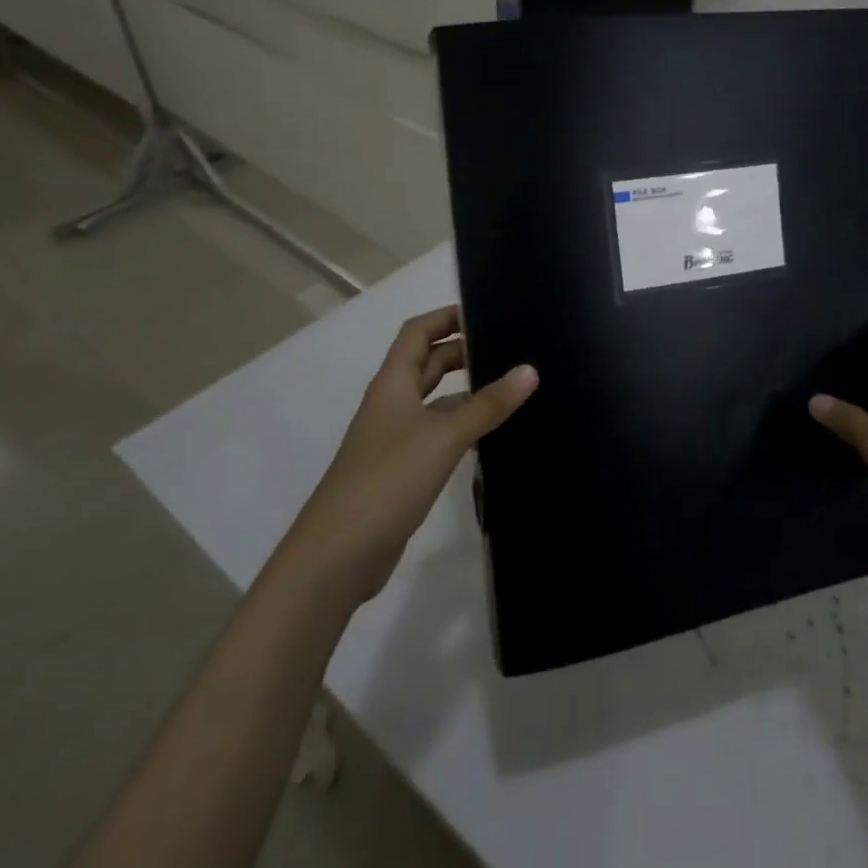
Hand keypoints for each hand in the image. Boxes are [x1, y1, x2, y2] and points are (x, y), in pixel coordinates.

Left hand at [289, 305, 536, 605]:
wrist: (338, 555)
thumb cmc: (387, 479)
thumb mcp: (444, 436)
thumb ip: (488, 405)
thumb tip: (530, 370)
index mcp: (392, 385)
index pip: (417, 333)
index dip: (447, 317)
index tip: (486, 312)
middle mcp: (392, 405)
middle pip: (427, 364)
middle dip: (463, 352)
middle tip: (509, 350)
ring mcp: (395, 440)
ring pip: (435, 402)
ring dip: (466, 392)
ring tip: (510, 388)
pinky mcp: (403, 471)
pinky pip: (438, 435)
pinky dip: (462, 428)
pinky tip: (491, 436)